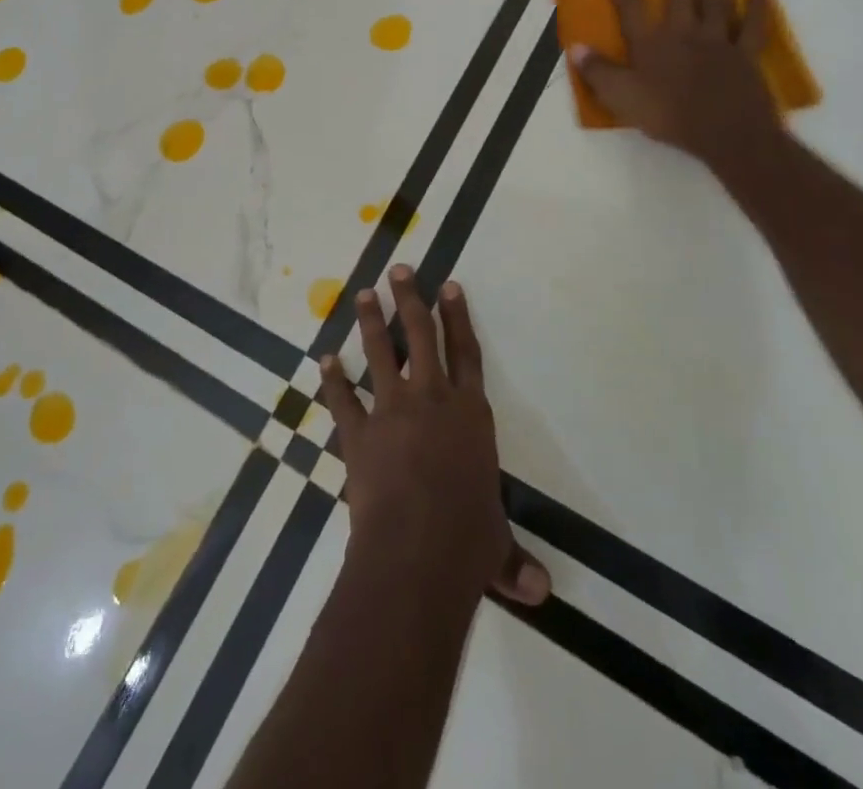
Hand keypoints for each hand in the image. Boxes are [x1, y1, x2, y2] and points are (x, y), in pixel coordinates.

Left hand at [318, 266, 550, 606]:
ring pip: (379, 353)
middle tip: (399, 270)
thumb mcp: (495, 548)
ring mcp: (391, 411)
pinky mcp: (358, 433)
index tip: (449, 286)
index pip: (466, 353)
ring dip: (369, 321)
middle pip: (420, 336)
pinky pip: (342, 399)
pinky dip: (332, 380)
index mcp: (470, 414)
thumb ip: (512, 560)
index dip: (458, 317)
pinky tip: (323, 360)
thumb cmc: (468, 542)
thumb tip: (539, 592)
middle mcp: (431, 400)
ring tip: (361, 293)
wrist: (416, 551)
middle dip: (410, 299)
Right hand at [569, 0, 781, 164]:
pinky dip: (758, 10)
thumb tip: (576, 47)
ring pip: (717, 1)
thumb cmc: (668, 115)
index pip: (631, 6)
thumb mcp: (621, 98)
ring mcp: (718, 42)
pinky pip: (753, 28)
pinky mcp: (745, 56)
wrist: (725, 133)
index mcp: (650, 44)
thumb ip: (598, 72)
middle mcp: (683, 34)